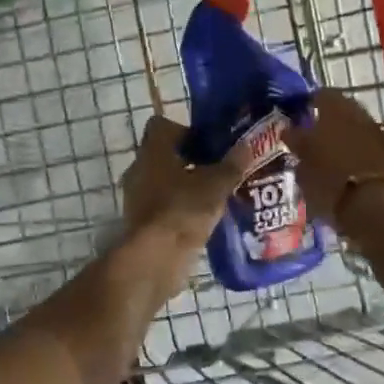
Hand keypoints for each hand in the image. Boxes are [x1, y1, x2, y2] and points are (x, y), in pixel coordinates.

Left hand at [119, 114, 251, 253]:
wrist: (155, 258)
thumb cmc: (183, 209)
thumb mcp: (216, 185)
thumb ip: (231, 164)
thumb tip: (247, 145)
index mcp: (153, 151)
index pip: (161, 126)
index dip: (185, 130)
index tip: (207, 144)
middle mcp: (139, 169)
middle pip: (164, 155)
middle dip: (190, 161)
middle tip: (217, 170)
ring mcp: (136, 197)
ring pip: (163, 182)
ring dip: (184, 186)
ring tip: (214, 196)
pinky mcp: (140, 222)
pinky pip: (162, 206)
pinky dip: (179, 209)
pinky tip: (202, 219)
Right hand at [281, 89, 383, 228]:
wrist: (374, 205)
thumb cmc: (329, 177)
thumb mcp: (302, 159)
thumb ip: (296, 140)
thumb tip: (289, 130)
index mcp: (335, 106)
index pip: (319, 95)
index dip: (306, 104)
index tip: (294, 117)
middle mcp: (358, 113)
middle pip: (338, 111)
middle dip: (323, 122)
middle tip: (306, 137)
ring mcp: (374, 133)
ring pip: (351, 129)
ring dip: (338, 138)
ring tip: (320, 156)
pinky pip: (361, 147)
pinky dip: (350, 153)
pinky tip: (338, 168)